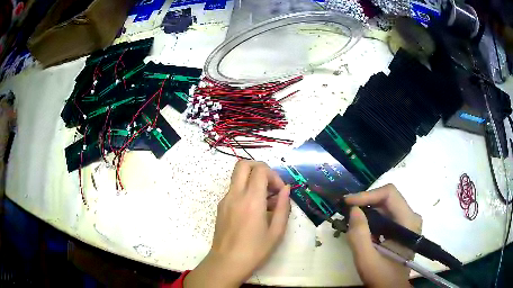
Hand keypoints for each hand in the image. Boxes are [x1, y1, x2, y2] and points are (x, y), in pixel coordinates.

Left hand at [185, 160, 290, 287]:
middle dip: (259, 168)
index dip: (273, 175)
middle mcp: (235, 195)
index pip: (260, 170)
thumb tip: (286, 189)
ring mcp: (225, 200)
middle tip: (270, 185)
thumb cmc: (255, 250)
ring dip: (252, 180)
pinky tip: (254, 210)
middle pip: (243, 164)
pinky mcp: (220, 207)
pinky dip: (245, 191)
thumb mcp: (276, 231)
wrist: (227, 263)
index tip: (280, 191)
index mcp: (251, 200)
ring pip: (237, 176)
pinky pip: (234, 190)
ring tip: (265, 202)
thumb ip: (283, 207)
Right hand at [344, 184, 420, 287]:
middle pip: (387, 198)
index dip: (367, 195)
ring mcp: (408, 221)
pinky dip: (372, 218)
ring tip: (351, 219)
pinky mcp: (403, 227)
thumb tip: (353, 209)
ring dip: (367, 210)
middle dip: (365, 202)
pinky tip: (362, 228)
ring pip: (386, 206)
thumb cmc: (382, 276)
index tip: (347, 202)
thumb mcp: (366, 259)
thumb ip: (359, 235)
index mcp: (408, 222)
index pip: (389, 194)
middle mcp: (412, 216)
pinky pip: (386, 215)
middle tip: (345, 210)